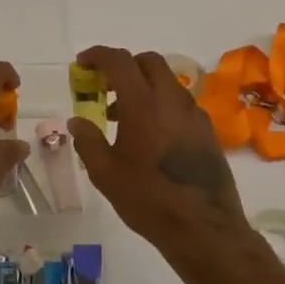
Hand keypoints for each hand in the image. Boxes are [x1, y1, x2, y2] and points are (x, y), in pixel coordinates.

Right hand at [66, 47, 251, 257]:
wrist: (204, 228)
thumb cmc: (148, 199)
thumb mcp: (105, 173)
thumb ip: (88, 140)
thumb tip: (77, 121)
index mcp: (143, 103)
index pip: (119, 61)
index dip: (98, 55)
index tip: (83, 64)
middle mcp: (171, 99)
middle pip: (148, 61)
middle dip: (124, 65)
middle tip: (105, 87)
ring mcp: (193, 113)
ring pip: (166, 81)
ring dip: (143, 85)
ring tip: (123, 116)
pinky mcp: (207, 130)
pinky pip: (180, 102)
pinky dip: (161, 103)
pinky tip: (151, 134)